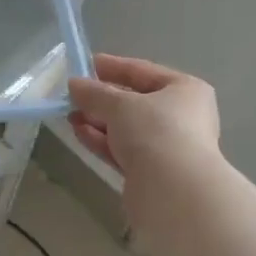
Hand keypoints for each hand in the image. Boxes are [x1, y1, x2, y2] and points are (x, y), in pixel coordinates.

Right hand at [67, 54, 221, 220]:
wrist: (174, 191)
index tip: (86, 64)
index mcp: (185, 90)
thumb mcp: (120, 105)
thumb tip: (74, 85)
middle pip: (134, 102)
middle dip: (101, 99)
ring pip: (126, 128)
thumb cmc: (155, 132)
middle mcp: (181, 116)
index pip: (143, 71)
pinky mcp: (152, 172)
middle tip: (72, 95)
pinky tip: (79, 133)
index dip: (113, 66)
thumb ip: (94, 93)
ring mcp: (168, 146)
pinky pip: (123, 149)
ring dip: (98, 121)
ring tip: (70, 115)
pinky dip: (102, 140)